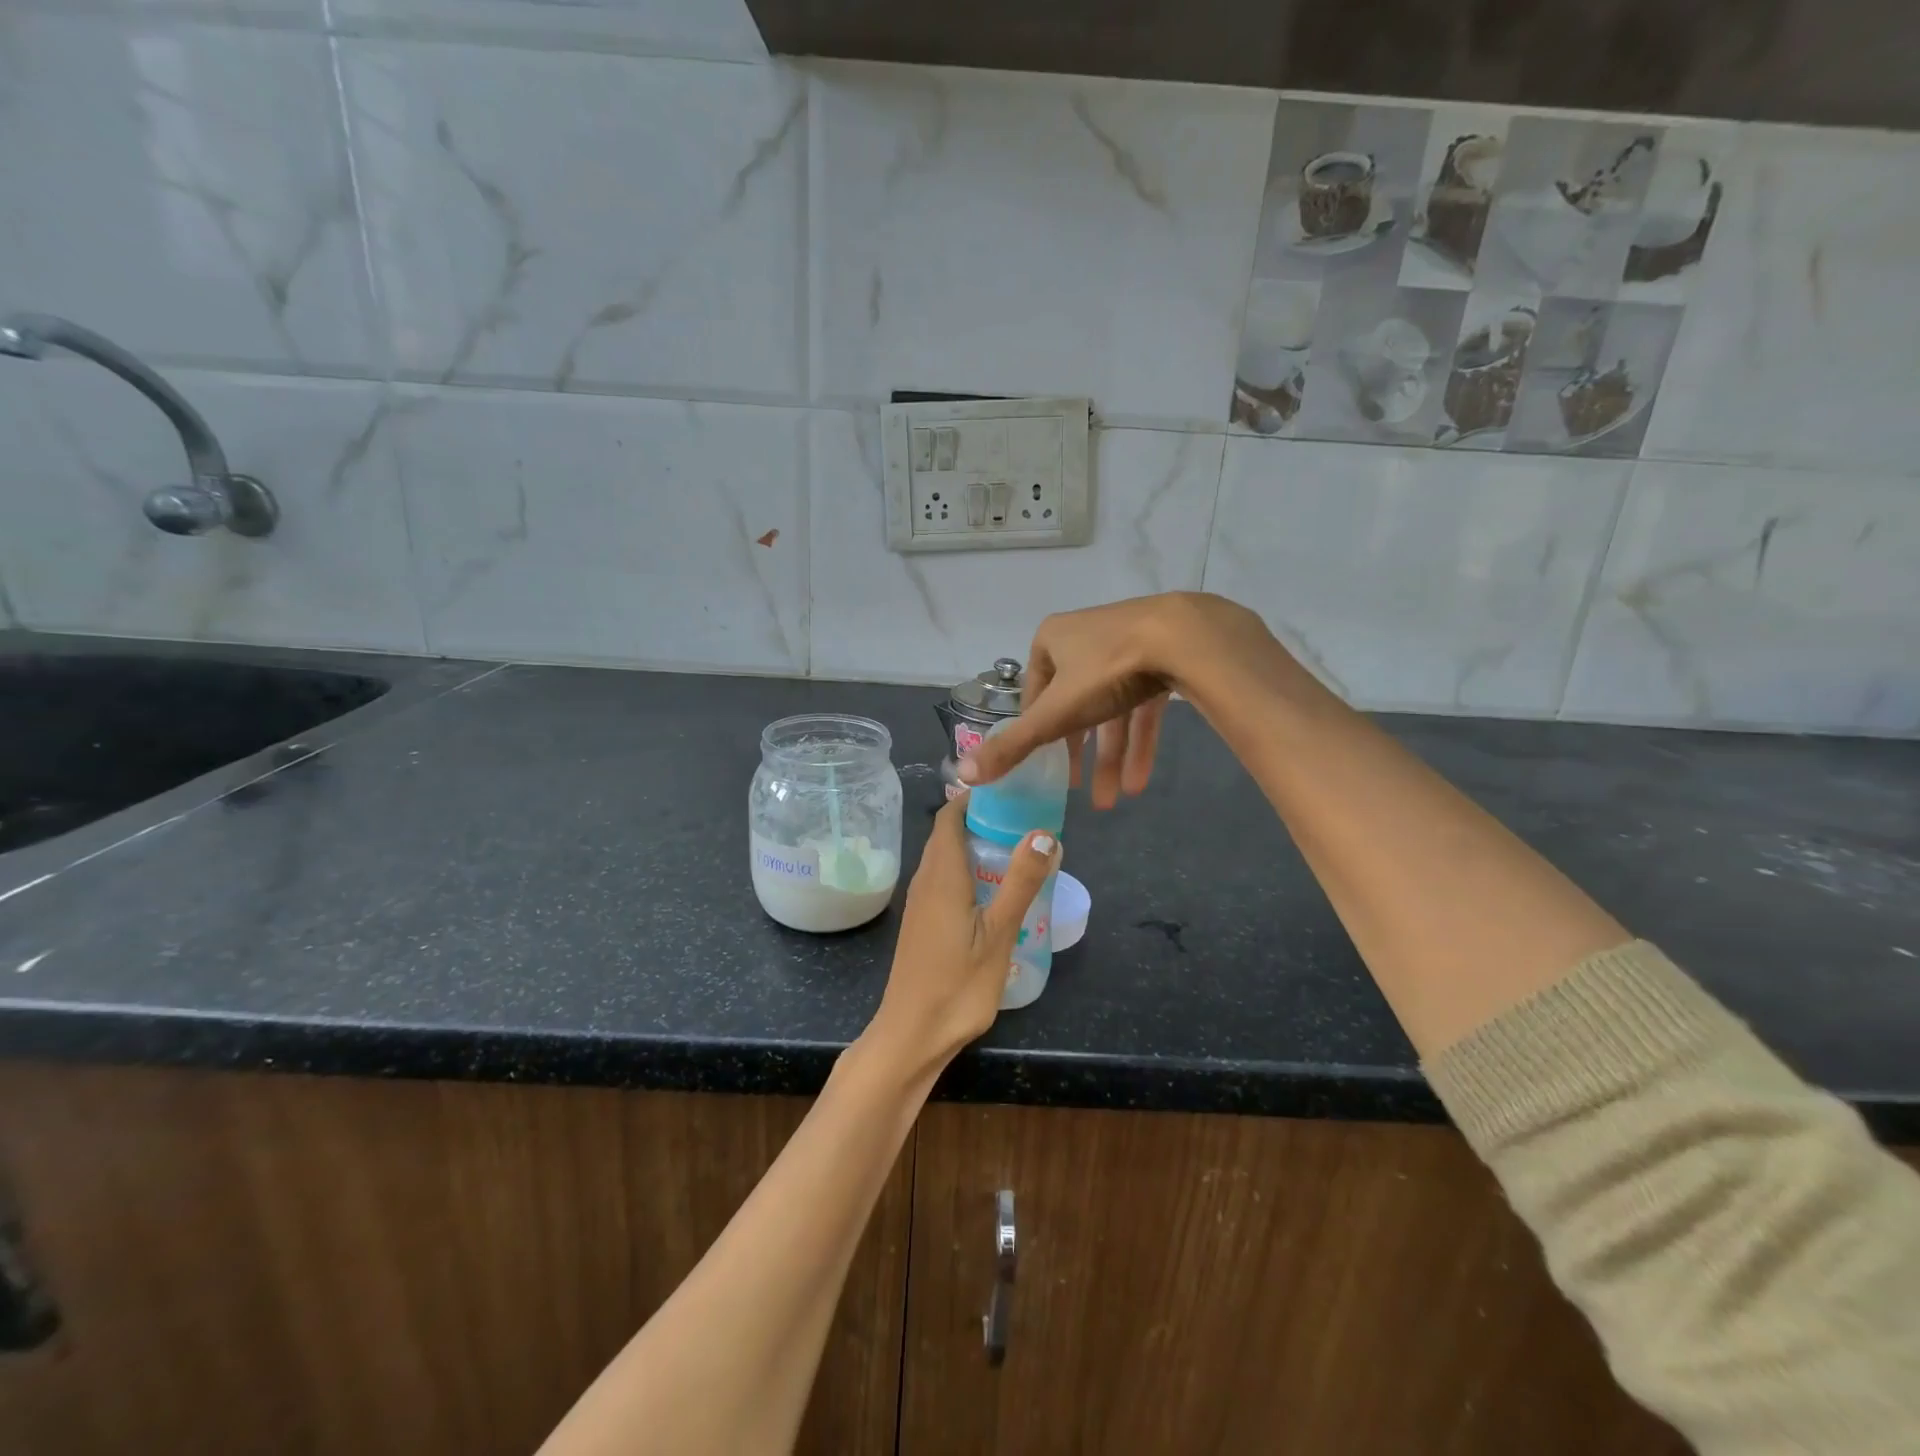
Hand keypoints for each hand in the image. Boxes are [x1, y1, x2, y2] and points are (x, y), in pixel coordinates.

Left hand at [865, 796, 1060, 1075]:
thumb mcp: (999, 933)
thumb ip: (1020, 882)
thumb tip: (1044, 833)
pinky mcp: (923, 922)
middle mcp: (925, 880)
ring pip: (946, 858)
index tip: (1010, 790)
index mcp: (941, 874)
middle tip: (1025, 819)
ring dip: (975, 846)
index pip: (949, 815)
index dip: (975, 797)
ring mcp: (921, 903)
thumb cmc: (957, 984)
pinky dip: (968, 870)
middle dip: (982, 819)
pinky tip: (994, 890)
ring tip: (1017, 849)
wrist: (912, 1034)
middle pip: (948, 834)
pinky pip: (944, 880)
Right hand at [960, 592, 1284, 807]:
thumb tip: (963, 774)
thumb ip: (1013, 746)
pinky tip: (1140, 781)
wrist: (1186, 638)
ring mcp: (1127, 645)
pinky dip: (1139, 742)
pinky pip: (1143, 705)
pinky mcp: (1163, 657)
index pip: (1036, 693)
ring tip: (1112, 801)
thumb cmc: (1107, 670)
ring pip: (1112, 710)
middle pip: (1075, 705)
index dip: (1037, 732)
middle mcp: (1086, 638)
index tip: (1045, 767)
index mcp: (1052, 640)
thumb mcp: (1055, 714)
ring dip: (1111, 758)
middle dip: (1079, 754)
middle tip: (1075, 790)